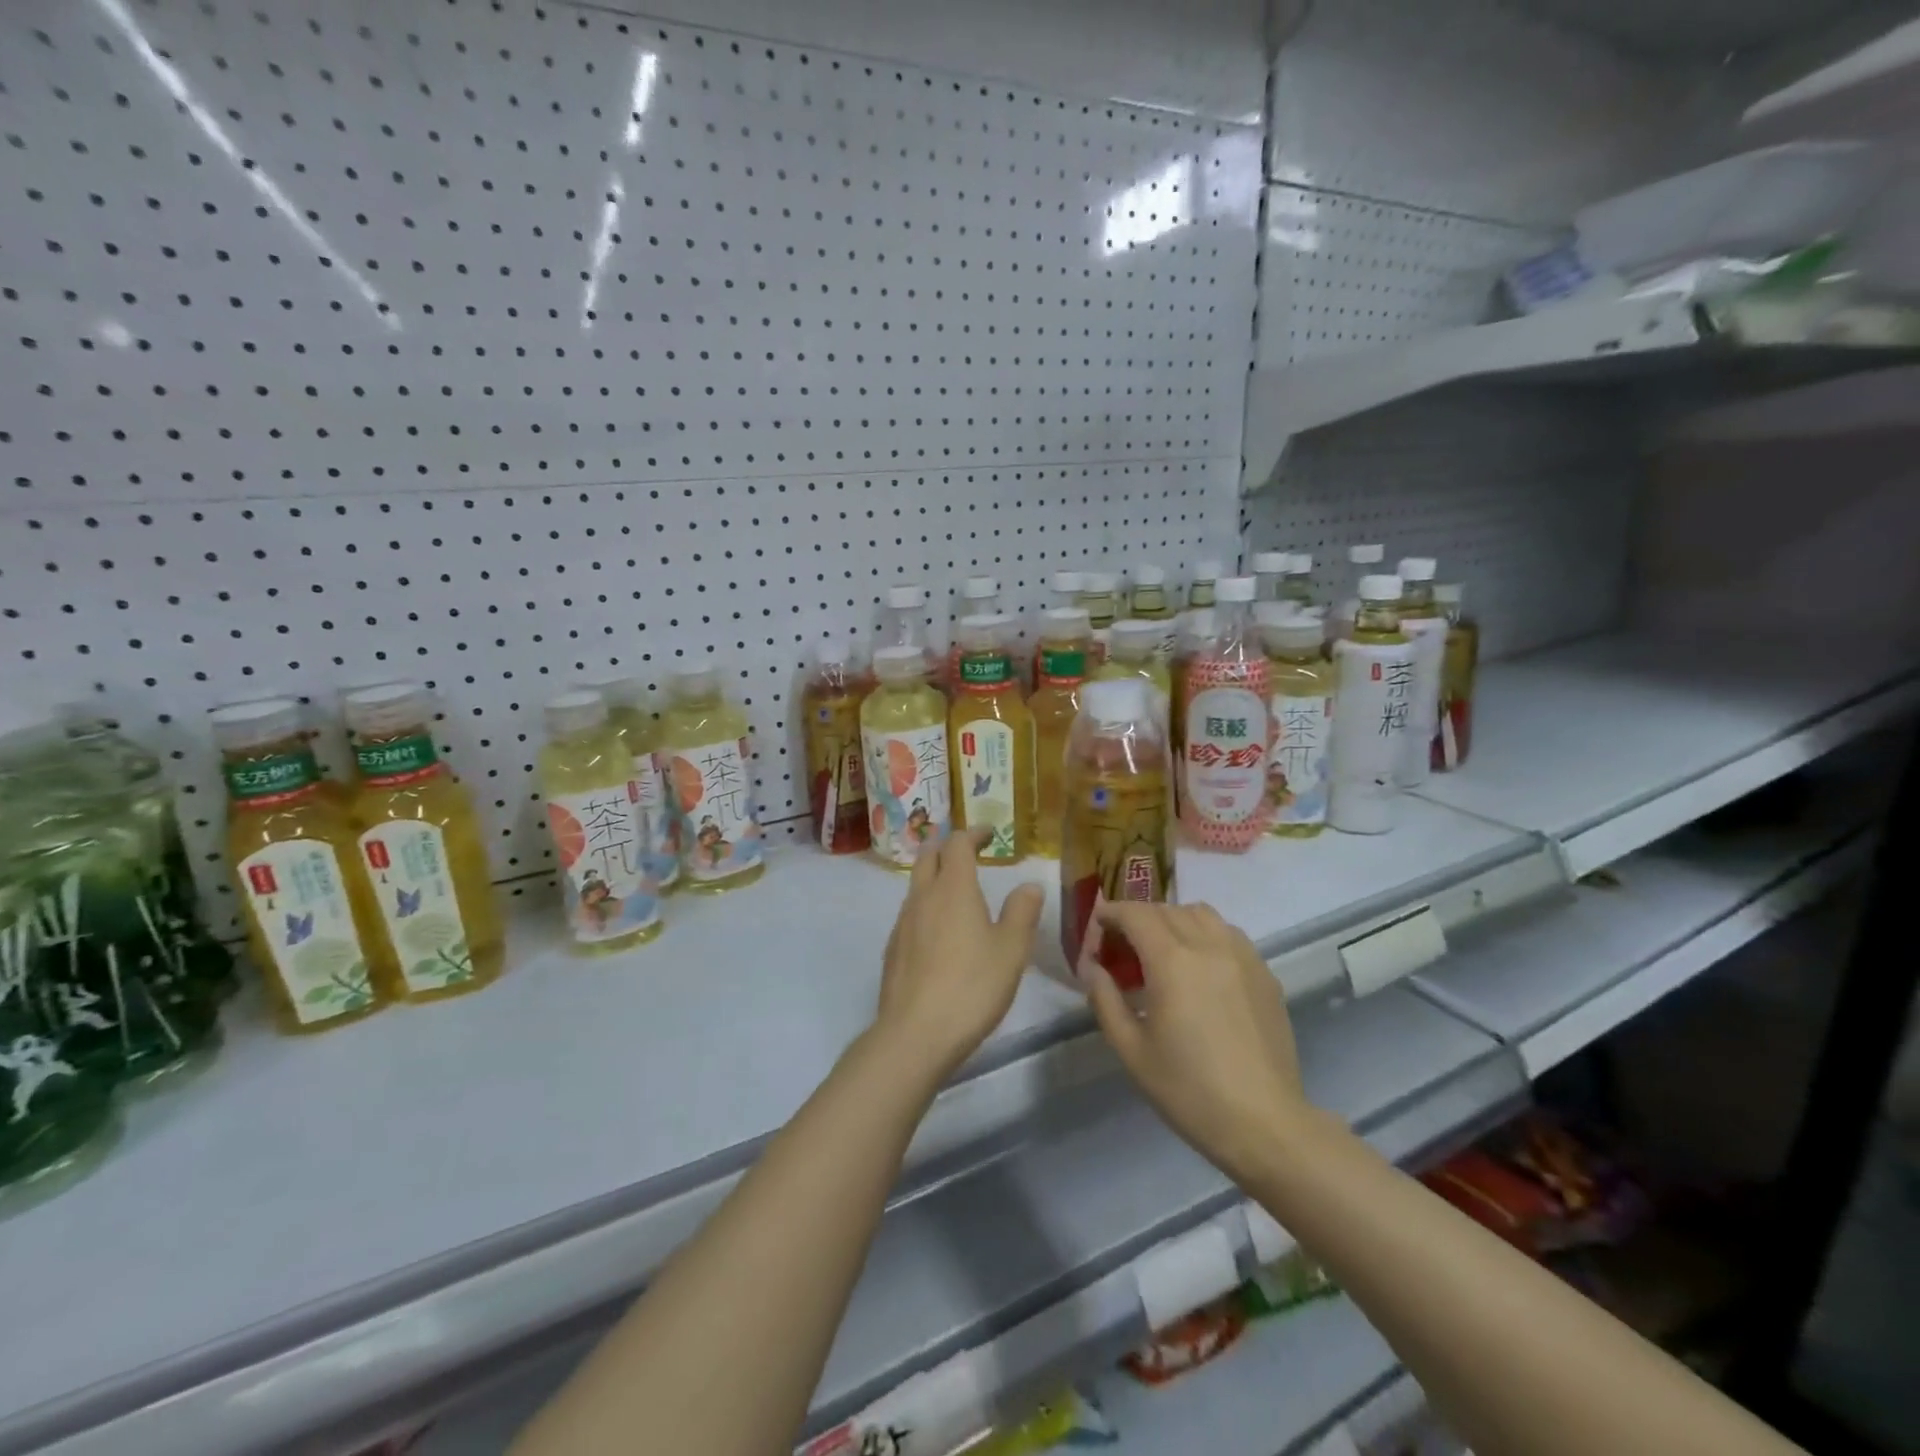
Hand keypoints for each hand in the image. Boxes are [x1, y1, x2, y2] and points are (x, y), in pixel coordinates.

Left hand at [874, 828, 1045, 1082]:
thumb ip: (1022, 912)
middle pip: (928, 855)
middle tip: (967, 850)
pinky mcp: (893, 948)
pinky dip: (926, 903)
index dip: (974, 833)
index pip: (958, 843)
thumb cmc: (972, 986)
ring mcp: (903, 922)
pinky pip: (910, 912)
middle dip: (947, 845)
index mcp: (953, 888)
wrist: (915, 1033)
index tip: (990, 834)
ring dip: (934, 874)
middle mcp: (923, 896)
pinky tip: (938, 929)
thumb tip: (1029, 885)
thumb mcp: (1011, 949)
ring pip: (916, 883)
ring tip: (955, 888)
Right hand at [1081, 902, 1313, 1185]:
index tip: (1097, 925)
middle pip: (1167, 909)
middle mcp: (1208, 946)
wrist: (1263, 1124)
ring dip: (1174, 919)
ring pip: (1202, 914)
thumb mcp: (1131, 1050)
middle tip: (1123, 944)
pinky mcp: (1265, 974)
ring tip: (1163, 949)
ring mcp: (1243, 957)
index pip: (1136, 914)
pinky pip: (1229, 934)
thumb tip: (1092, 967)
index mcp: (1172, 961)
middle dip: (1139, 917)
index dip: (1112, 913)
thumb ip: (1105, 999)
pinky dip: (1206, 935)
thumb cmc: (1188, 1090)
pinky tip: (1201, 967)